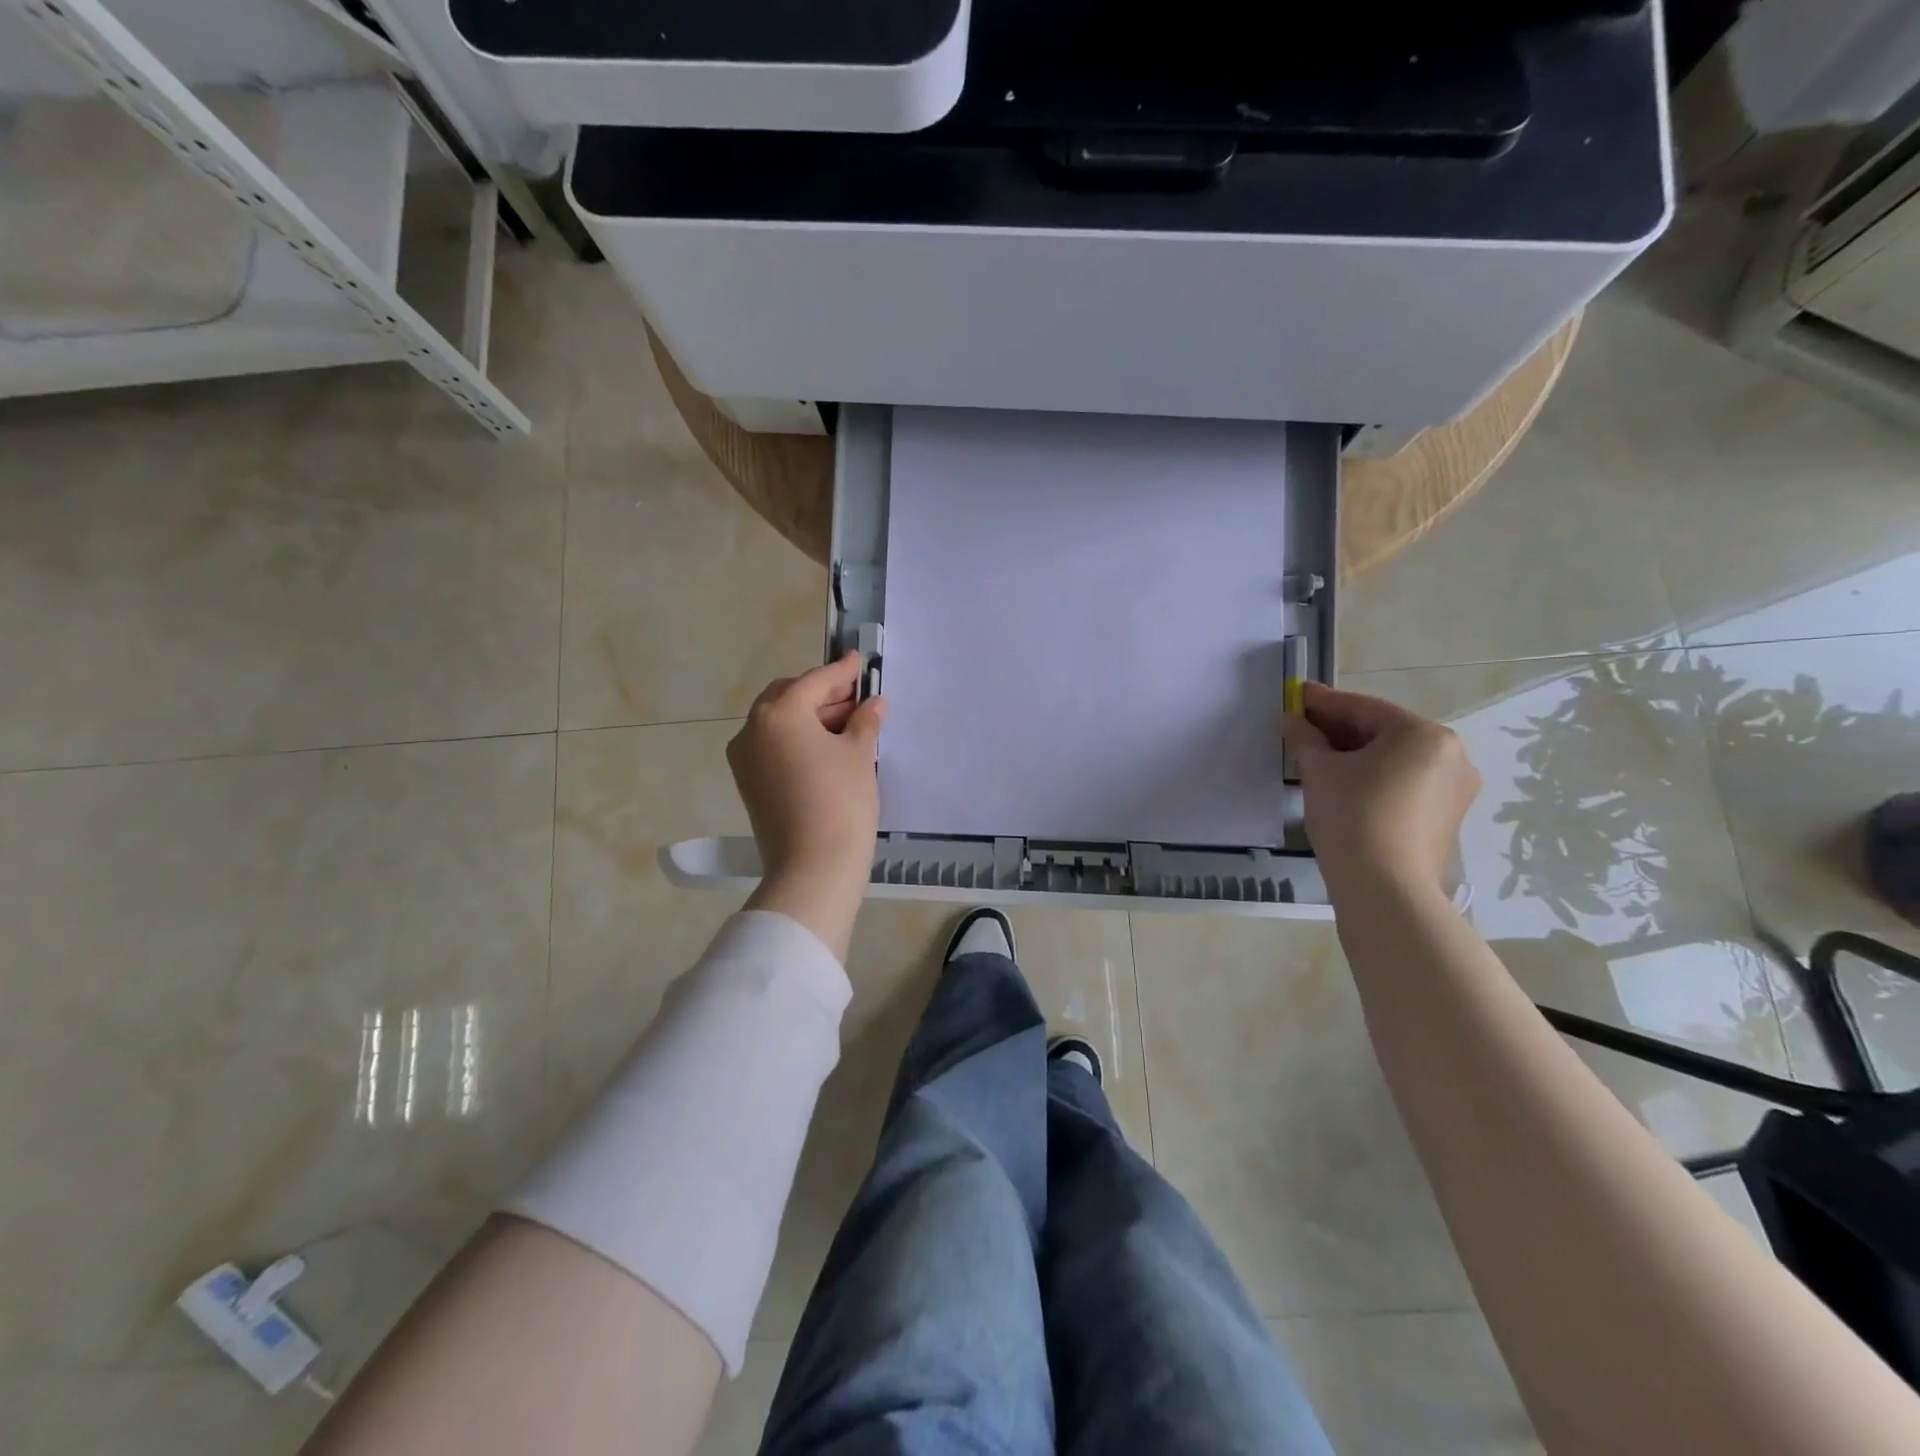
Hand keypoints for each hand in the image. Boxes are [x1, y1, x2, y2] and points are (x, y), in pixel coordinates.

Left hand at [727, 654, 885, 957]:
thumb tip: (873, 703)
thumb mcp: (858, 754)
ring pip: (779, 723)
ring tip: (849, 723)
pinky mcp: (749, 783)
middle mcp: (752, 729)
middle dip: (822, 694)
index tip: (859, 662)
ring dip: (811, 717)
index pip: (814, 682)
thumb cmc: (841, 802)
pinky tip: (828, 747)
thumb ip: (865, 721)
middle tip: (857, 697)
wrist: (813, 868)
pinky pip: (774, 746)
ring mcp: (745, 758)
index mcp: (778, 713)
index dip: (841, 672)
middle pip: (789, 698)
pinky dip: (798, 739)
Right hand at [1280, 682, 1480, 893]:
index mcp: (1424, 734)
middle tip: (1302, 727)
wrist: (1384, 887)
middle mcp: (1451, 754)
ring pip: (1396, 759)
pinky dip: (1375, 777)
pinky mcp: (1447, 816)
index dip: (1325, 702)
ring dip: (1357, 754)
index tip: (1297, 695)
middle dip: (1340, 730)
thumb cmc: (1351, 816)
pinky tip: (1345, 784)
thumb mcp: (1319, 771)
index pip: (1364, 709)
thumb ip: (1305, 739)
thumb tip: (1290, 720)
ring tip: (1318, 757)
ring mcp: (1455, 788)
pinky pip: (1406, 782)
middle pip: (1384, 732)